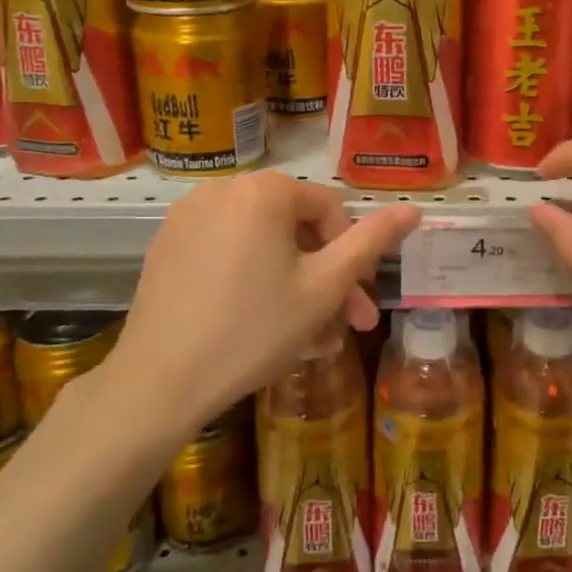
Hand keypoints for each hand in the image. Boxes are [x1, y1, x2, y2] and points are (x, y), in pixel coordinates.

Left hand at [103, 171, 418, 440]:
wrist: (158, 383)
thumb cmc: (253, 331)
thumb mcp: (324, 288)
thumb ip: (371, 243)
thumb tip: (413, 210)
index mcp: (264, 190)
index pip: (330, 210)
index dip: (353, 256)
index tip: (358, 302)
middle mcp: (224, 188)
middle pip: (295, 229)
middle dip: (325, 279)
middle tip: (344, 328)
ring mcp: (189, 216)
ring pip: (263, 246)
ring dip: (294, 288)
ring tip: (310, 341)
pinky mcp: (168, 245)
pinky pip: (229, 254)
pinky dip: (254, 282)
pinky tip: (266, 329)